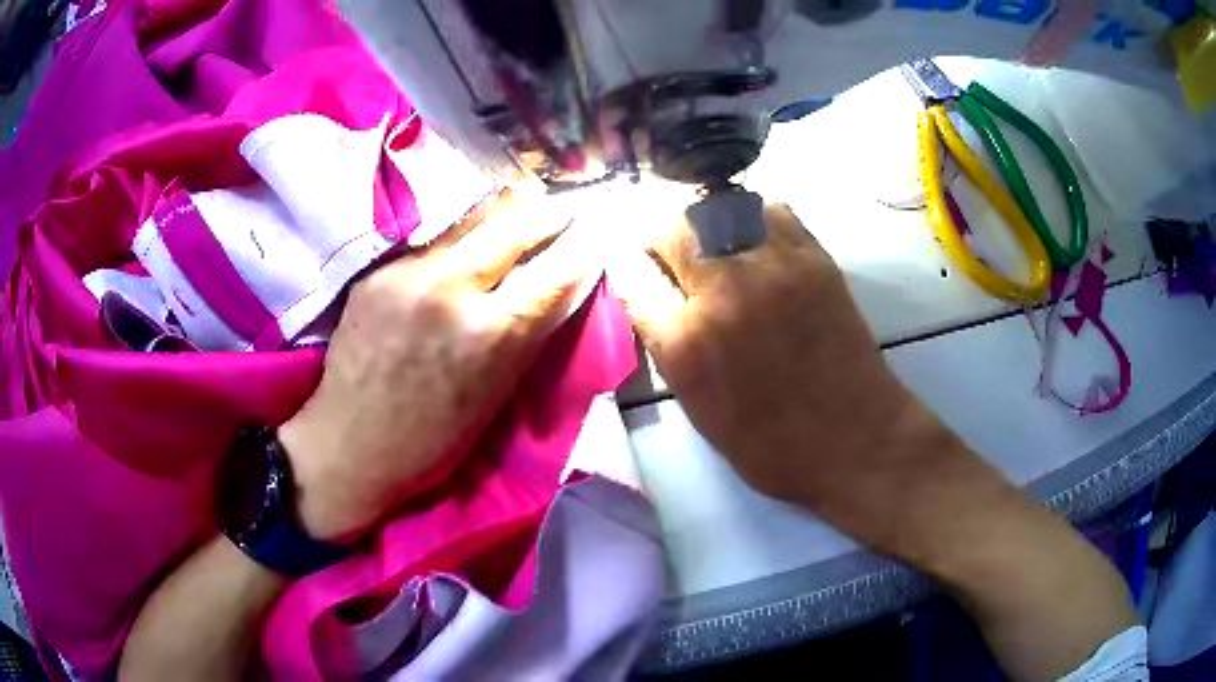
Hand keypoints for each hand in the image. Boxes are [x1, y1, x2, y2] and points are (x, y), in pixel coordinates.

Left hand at [279, 193, 587, 541]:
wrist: (350, 445)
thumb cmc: (434, 440)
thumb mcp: (497, 394)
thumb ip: (530, 332)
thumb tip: (564, 284)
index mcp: (490, 333)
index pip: (555, 270)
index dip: (583, 247)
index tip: (596, 233)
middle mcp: (451, 288)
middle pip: (514, 223)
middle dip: (547, 214)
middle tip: (562, 213)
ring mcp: (408, 273)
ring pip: (471, 220)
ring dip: (504, 214)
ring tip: (522, 211)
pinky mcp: (379, 271)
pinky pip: (433, 241)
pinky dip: (461, 238)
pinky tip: (466, 244)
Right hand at [614, 203, 984, 551]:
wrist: (855, 440)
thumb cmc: (771, 444)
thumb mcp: (698, 409)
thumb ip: (668, 345)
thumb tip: (653, 298)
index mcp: (686, 344)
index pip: (633, 275)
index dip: (627, 266)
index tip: (634, 267)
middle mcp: (724, 292)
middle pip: (673, 229)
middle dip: (663, 239)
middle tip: (674, 258)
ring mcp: (773, 267)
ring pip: (720, 209)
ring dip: (706, 224)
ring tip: (715, 247)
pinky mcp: (814, 259)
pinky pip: (771, 211)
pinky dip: (753, 219)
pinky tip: (757, 244)